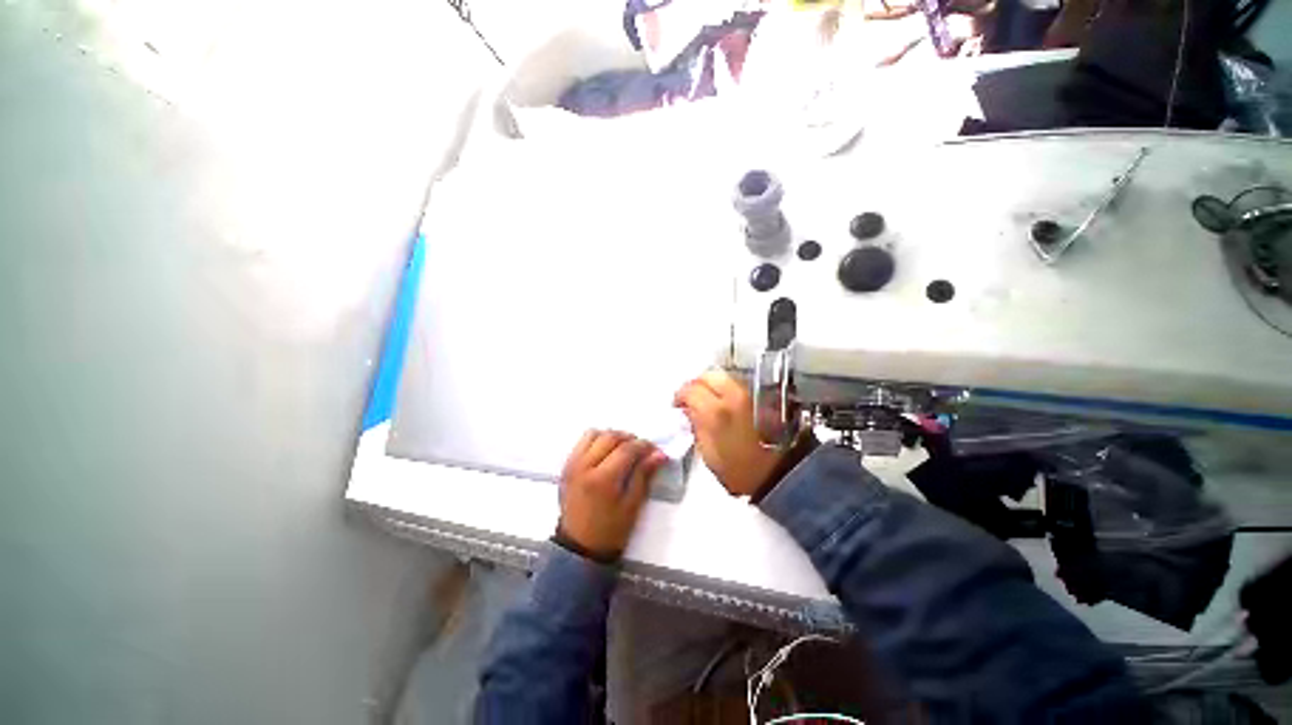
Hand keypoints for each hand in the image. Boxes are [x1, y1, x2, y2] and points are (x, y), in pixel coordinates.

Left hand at [557, 431, 666, 561]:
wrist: (579, 548)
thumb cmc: (610, 531)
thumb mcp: (632, 505)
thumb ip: (644, 475)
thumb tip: (659, 454)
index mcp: (602, 479)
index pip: (626, 449)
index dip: (643, 446)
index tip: (654, 450)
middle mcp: (584, 466)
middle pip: (610, 437)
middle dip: (629, 438)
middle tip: (640, 449)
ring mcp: (572, 464)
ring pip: (593, 434)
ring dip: (611, 436)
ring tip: (622, 448)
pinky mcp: (566, 466)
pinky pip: (582, 442)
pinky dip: (597, 440)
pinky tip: (606, 453)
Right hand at [673, 370, 789, 497]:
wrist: (779, 474)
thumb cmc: (740, 471)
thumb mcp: (708, 454)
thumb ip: (696, 426)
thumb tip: (689, 411)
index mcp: (716, 412)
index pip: (690, 389)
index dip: (680, 396)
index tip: (678, 405)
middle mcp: (733, 397)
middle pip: (708, 375)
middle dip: (695, 384)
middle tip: (691, 399)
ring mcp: (749, 395)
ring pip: (724, 376)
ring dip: (711, 385)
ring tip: (707, 400)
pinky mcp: (760, 398)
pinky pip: (736, 385)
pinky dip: (725, 389)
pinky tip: (723, 403)